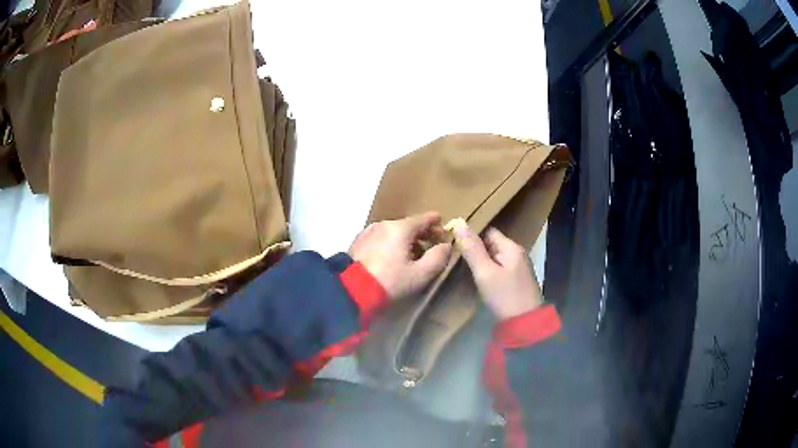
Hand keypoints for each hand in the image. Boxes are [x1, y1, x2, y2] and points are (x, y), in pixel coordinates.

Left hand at [349, 212, 451, 299]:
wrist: (351, 290)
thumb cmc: (390, 281)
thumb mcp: (420, 274)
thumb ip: (437, 258)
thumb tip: (446, 246)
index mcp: (400, 228)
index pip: (424, 219)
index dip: (436, 223)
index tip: (443, 227)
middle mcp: (384, 224)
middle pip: (408, 224)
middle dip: (421, 233)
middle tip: (431, 244)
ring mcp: (369, 231)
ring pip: (393, 231)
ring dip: (405, 239)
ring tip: (411, 254)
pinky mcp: (358, 241)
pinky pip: (381, 237)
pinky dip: (390, 243)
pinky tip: (392, 257)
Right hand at [451, 221, 542, 319]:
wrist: (525, 324)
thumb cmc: (505, 296)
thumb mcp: (485, 272)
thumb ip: (472, 249)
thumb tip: (459, 222)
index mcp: (511, 247)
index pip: (488, 232)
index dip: (471, 236)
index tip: (454, 243)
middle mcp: (517, 253)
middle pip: (492, 244)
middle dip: (475, 248)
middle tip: (455, 257)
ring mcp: (518, 267)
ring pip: (495, 257)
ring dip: (481, 260)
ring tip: (462, 267)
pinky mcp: (517, 280)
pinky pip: (499, 268)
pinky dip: (488, 270)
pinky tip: (478, 278)